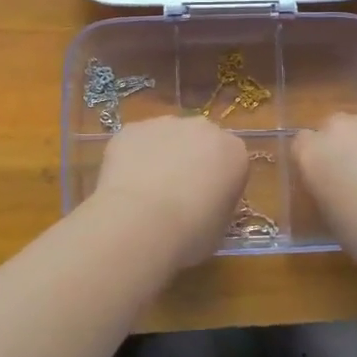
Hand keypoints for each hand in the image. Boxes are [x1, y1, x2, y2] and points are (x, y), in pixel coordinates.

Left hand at [91, 115, 248, 267]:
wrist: (141, 222)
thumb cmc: (191, 233)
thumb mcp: (220, 226)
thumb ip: (218, 203)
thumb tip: (204, 202)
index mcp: (233, 152)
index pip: (231, 161)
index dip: (218, 182)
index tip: (206, 204)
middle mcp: (203, 128)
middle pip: (199, 140)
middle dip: (190, 160)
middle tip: (175, 194)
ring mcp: (165, 124)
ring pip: (165, 137)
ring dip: (160, 156)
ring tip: (144, 193)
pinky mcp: (132, 128)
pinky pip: (136, 142)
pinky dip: (131, 158)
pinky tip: (123, 186)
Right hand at [292, 114, 356, 282]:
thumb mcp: (334, 222)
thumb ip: (325, 193)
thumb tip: (333, 185)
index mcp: (314, 154)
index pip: (301, 144)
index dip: (313, 162)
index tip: (324, 181)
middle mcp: (342, 128)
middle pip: (333, 128)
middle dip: (340, 147)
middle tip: (356, 177)